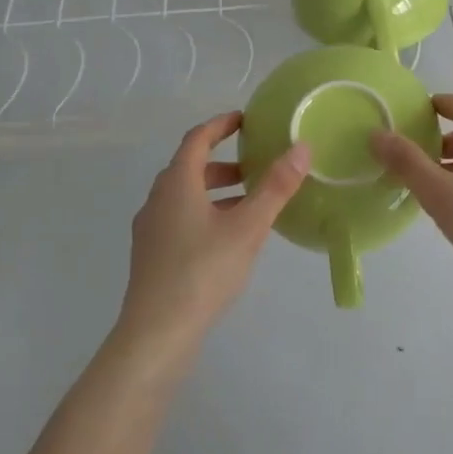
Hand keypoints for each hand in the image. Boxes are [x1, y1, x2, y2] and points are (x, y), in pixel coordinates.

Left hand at [120, 112, 309, 356]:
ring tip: (249, 204)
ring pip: (185, 197)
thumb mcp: (247, 227)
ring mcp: (150, 229)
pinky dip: (205, 214)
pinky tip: (227, 239)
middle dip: (224, 164)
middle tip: (256, 167)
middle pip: (190, 168)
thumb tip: (302, 147)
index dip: (220, 125)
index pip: (197, 139)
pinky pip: (180, 219)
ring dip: (216, 192)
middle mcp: (157, 199)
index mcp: (176, 183)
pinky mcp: (151, 256)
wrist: (156, 334)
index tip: (245, 120)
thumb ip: (275, 187)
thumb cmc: (203, 271)